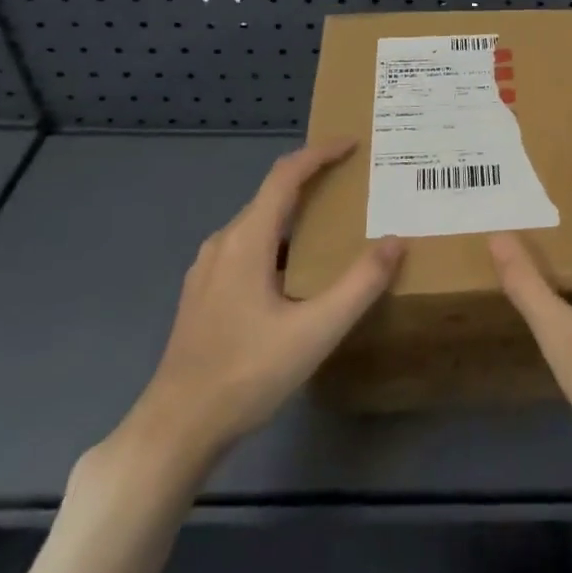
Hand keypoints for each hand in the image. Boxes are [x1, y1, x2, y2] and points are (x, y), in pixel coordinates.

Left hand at [117, 139, 405, 471]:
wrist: (176, 428)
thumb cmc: (247, 373)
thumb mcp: (316, 331)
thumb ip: (360, 284)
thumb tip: (395, 241)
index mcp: (246, 241)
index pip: (285, 176)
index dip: (319, 154)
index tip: (352, 144)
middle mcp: (223, 244)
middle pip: (271, 195)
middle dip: (313, 181)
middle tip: (354, 184)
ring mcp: (207, 270)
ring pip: (258, 224)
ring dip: (296, 213)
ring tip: (333, 224)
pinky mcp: (204, 294)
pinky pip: (248, 248)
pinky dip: (280, 240)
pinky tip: (298, 271)